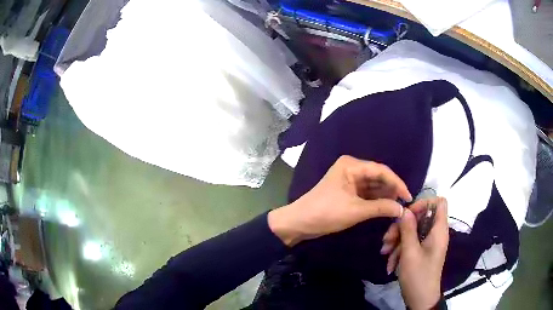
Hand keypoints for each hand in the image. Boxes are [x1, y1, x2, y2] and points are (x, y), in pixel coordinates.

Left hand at [268, 155, 412, 246]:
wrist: (300, 223)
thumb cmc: (326, 213)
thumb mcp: (355, 211)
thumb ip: (381, 208)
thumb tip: (402, 209)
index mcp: (351, 165)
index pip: (381, 171)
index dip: (397, 183)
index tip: (409, 197)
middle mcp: (351, 168)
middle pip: (378, 177)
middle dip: (392, 190)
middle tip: (405, 204)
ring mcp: (349, 180)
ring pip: (373, 186)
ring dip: (385, 196)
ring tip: (399, 206)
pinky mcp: (347, 191)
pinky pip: (367, 193)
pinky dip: (376, 200)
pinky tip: (387, 207)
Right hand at [395, 198, 448, 309]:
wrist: (420, 299)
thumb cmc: (418, 275)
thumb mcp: (410, 252)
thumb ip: (408, 229)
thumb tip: (405, 210)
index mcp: (439, 230)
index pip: (439, 202)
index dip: (424, 203)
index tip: (408, 214)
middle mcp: (435, 233)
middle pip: (420, 217)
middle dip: (402, 226)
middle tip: (387, 239)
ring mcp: (428, 243)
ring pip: (413, 231)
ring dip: (397, 240)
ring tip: (385, 253)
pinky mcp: (422, 252)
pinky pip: (411, 243)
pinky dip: (400, 250)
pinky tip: (389, 263)